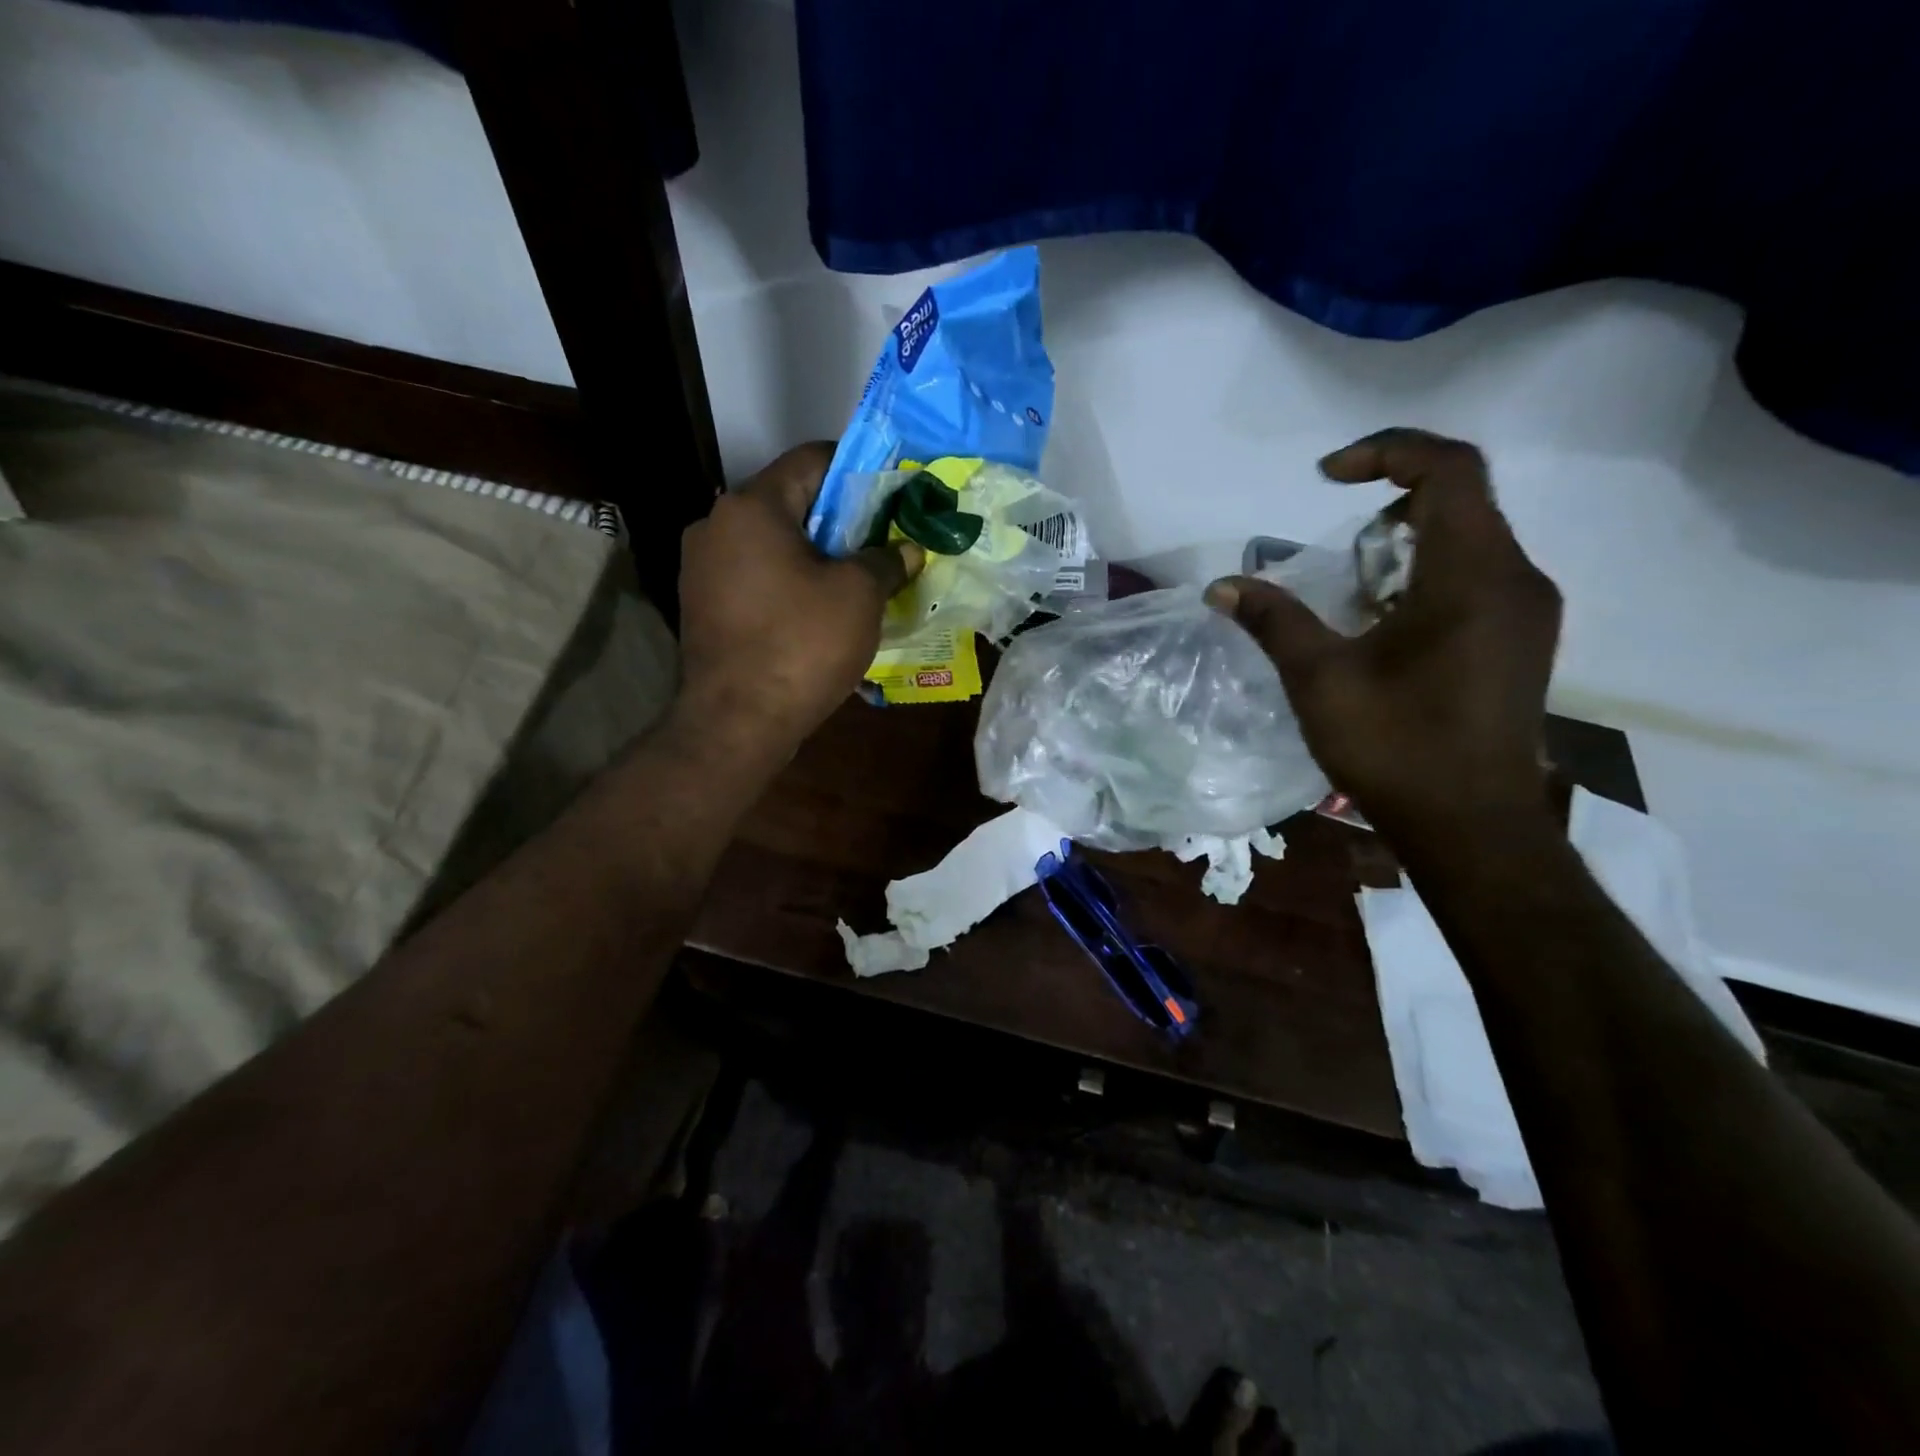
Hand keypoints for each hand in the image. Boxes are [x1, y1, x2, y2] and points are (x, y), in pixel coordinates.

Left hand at [676, 442, 921, 755]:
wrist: (737, 724)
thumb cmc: (801, 645)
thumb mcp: (858, 596)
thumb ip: (885, 560)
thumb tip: (907, 549)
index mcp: (752, 506)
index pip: (812, 460)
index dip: (859, 470)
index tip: (892, 492)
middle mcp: (716, 525)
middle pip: (790, 502)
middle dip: (840, 519)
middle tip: (882, 541)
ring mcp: (701, 568)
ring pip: (772, 543)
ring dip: (815, 554)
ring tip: (857, 579)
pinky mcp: (702, 606)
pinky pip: (755, 577)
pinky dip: (789, 583)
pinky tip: (819, 610)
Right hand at [1205, 429, 1561, 832]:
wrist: (1471, 827)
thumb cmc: (1396, 747)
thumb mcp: (1320, 679)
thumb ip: (1273, 621)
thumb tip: (1222, 586)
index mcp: (1472, 575)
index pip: (1449, 470)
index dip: (1387, 452)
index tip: (1326, 477)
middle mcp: (1516, 579)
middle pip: (1460, 500)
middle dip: (1389, 502)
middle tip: (1335, 545)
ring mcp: (1527, 612)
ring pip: (1470, 539)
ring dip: (1406, 543)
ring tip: (1351, 589)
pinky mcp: (1521, 641)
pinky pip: (1478, 576)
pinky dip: (1427, 575)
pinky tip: (1384, 624)